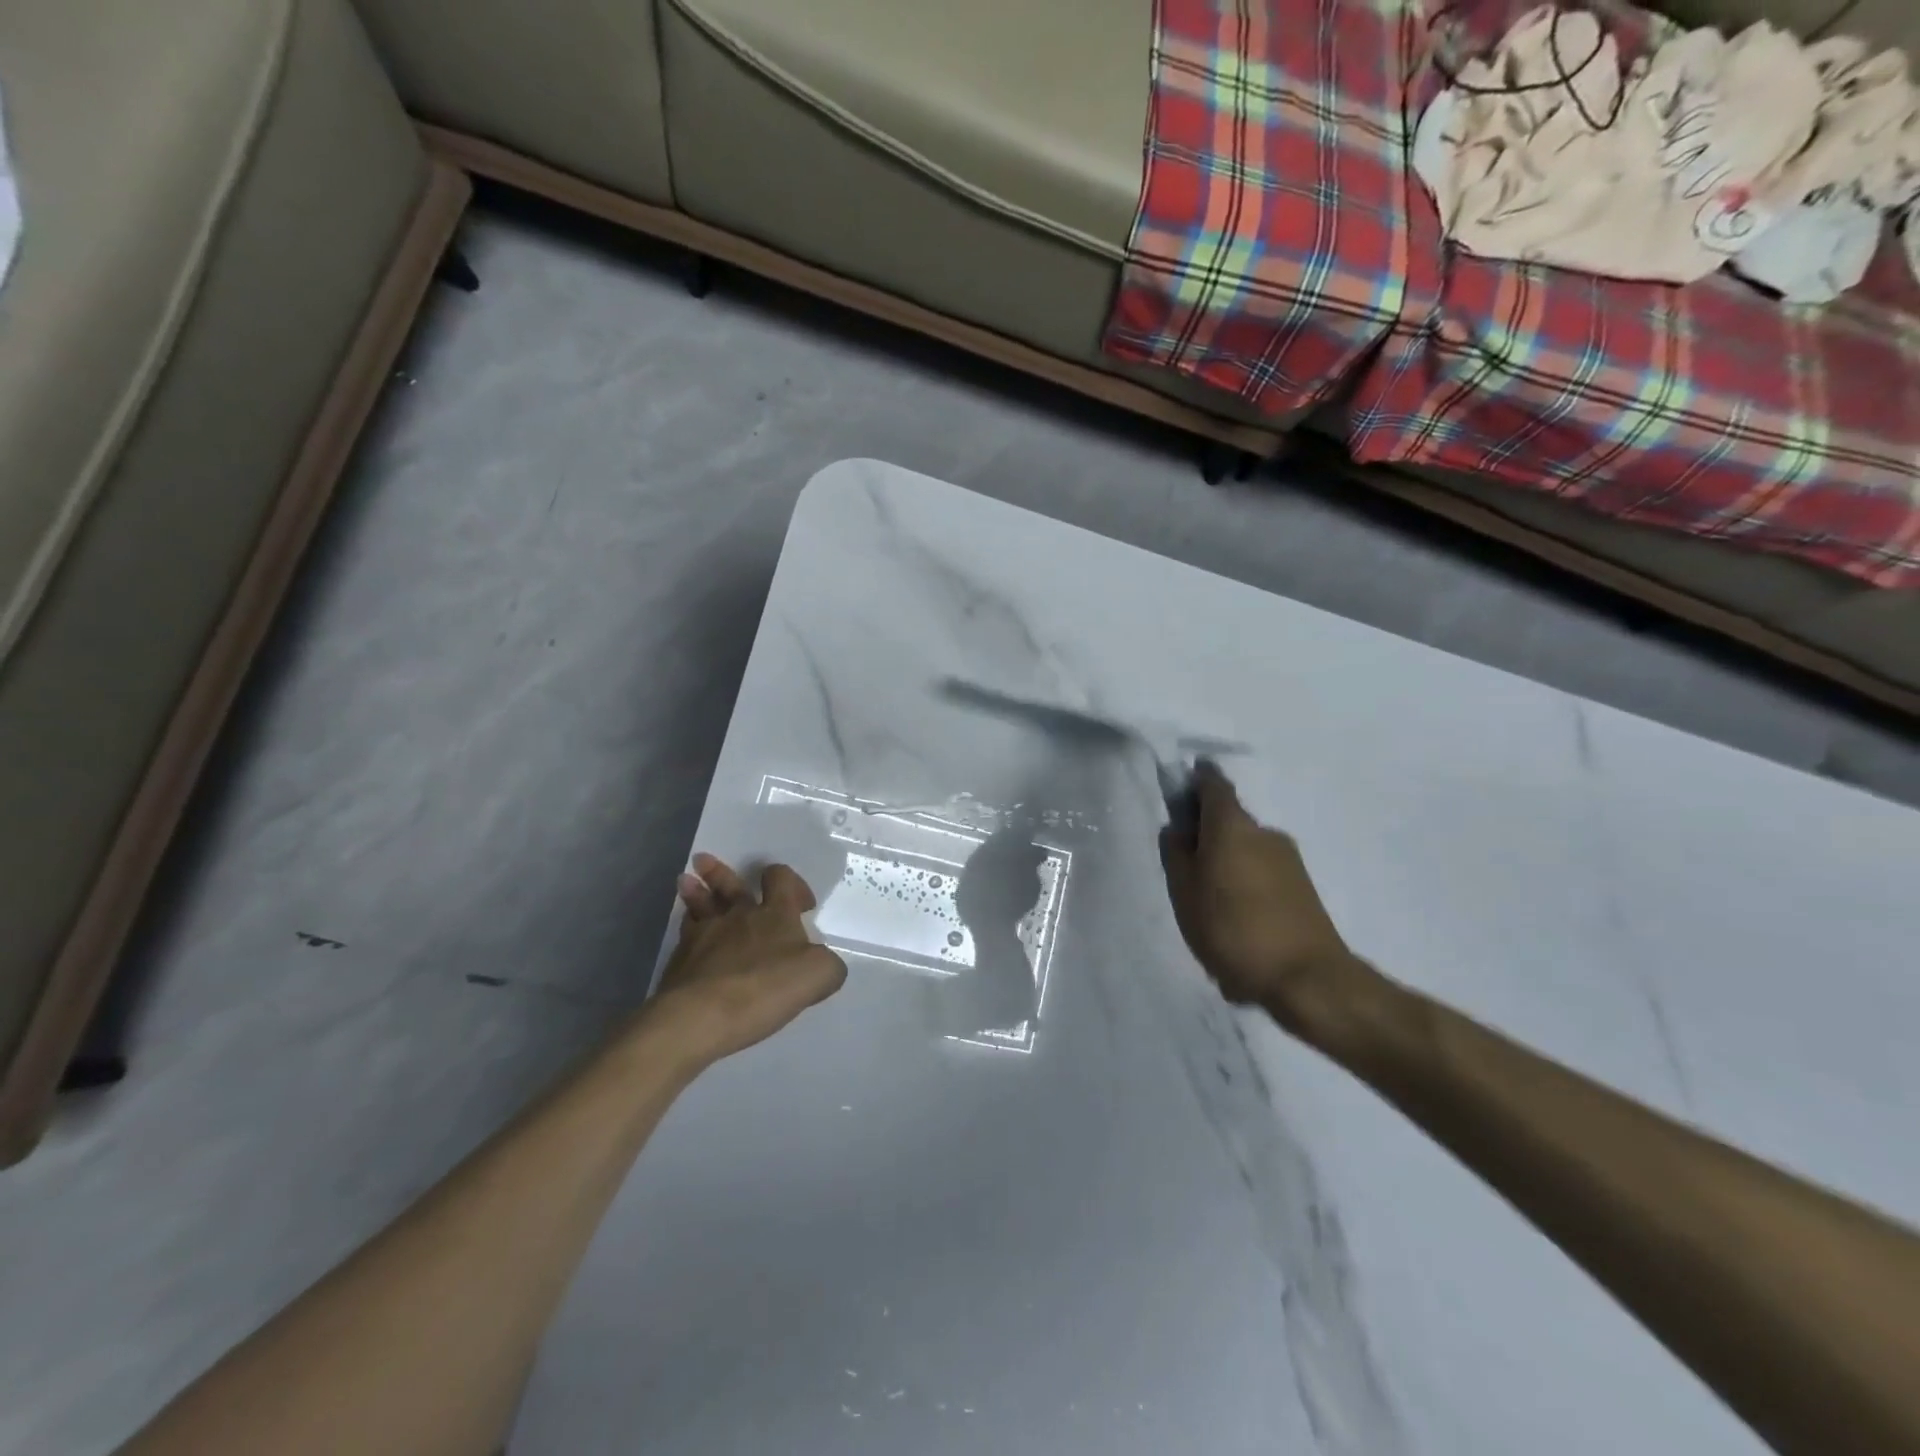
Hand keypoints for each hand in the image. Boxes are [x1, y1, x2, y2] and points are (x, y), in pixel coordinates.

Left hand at [649, 854, 847, 1065]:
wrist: (703, 1015)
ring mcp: (705, 935)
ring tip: (686, 881)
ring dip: (695, 890)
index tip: (803, 904)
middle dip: (721, 873)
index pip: (781, 879)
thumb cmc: (766, 987)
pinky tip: (687, 933)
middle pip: (731, 886)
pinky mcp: (680, 960)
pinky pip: (686, 934)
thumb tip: (823, 963)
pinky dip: (687, 929)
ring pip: (700, 904)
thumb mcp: (819, 975)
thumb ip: (828, 965)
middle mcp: (739, 916)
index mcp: (776, 914)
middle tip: (707, 862)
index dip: (792, 883)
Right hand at [1159, 763, 1362, 1032]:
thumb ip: (1176, 854)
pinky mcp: (1303, 889)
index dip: (1194, 781)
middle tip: (1184, 870)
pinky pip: (1262, 877)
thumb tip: (1179, 830)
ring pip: (1245, 852)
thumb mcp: (1184, 893)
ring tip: (1209, 911)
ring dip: (1226, 868)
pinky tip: (1236, 929)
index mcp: (1232, 826)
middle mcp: (1264, 833)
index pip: (1213, 784)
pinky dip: (1245, 891)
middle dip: (1206, 837)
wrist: (1308, 979)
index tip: (1178, 793)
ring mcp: (1289, 860)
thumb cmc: (1233, 929)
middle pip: (1228, 822)